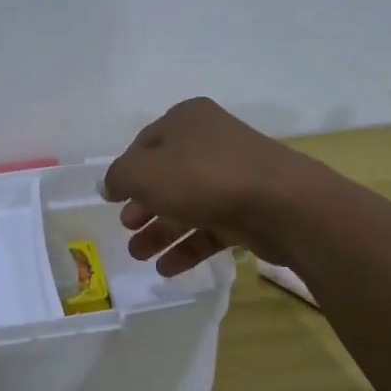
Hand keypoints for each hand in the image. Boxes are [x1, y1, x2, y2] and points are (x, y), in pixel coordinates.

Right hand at [100, 98, 326, 274]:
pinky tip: (167, 269)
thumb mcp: (145, 172)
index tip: (112, 199)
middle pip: (167, 176)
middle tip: (127, 228)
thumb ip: (119, 177)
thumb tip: (108, 185)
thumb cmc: (204, 177)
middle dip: (143, 206)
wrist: (282, 203)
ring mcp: (233, 176)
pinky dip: (188, 246)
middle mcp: (210, 142)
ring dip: (161, 231)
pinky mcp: (249, 209)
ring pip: (188, 204)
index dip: (126, 172)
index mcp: (186, 121)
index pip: (144, 144)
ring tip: (140, 256)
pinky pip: (211, 227)